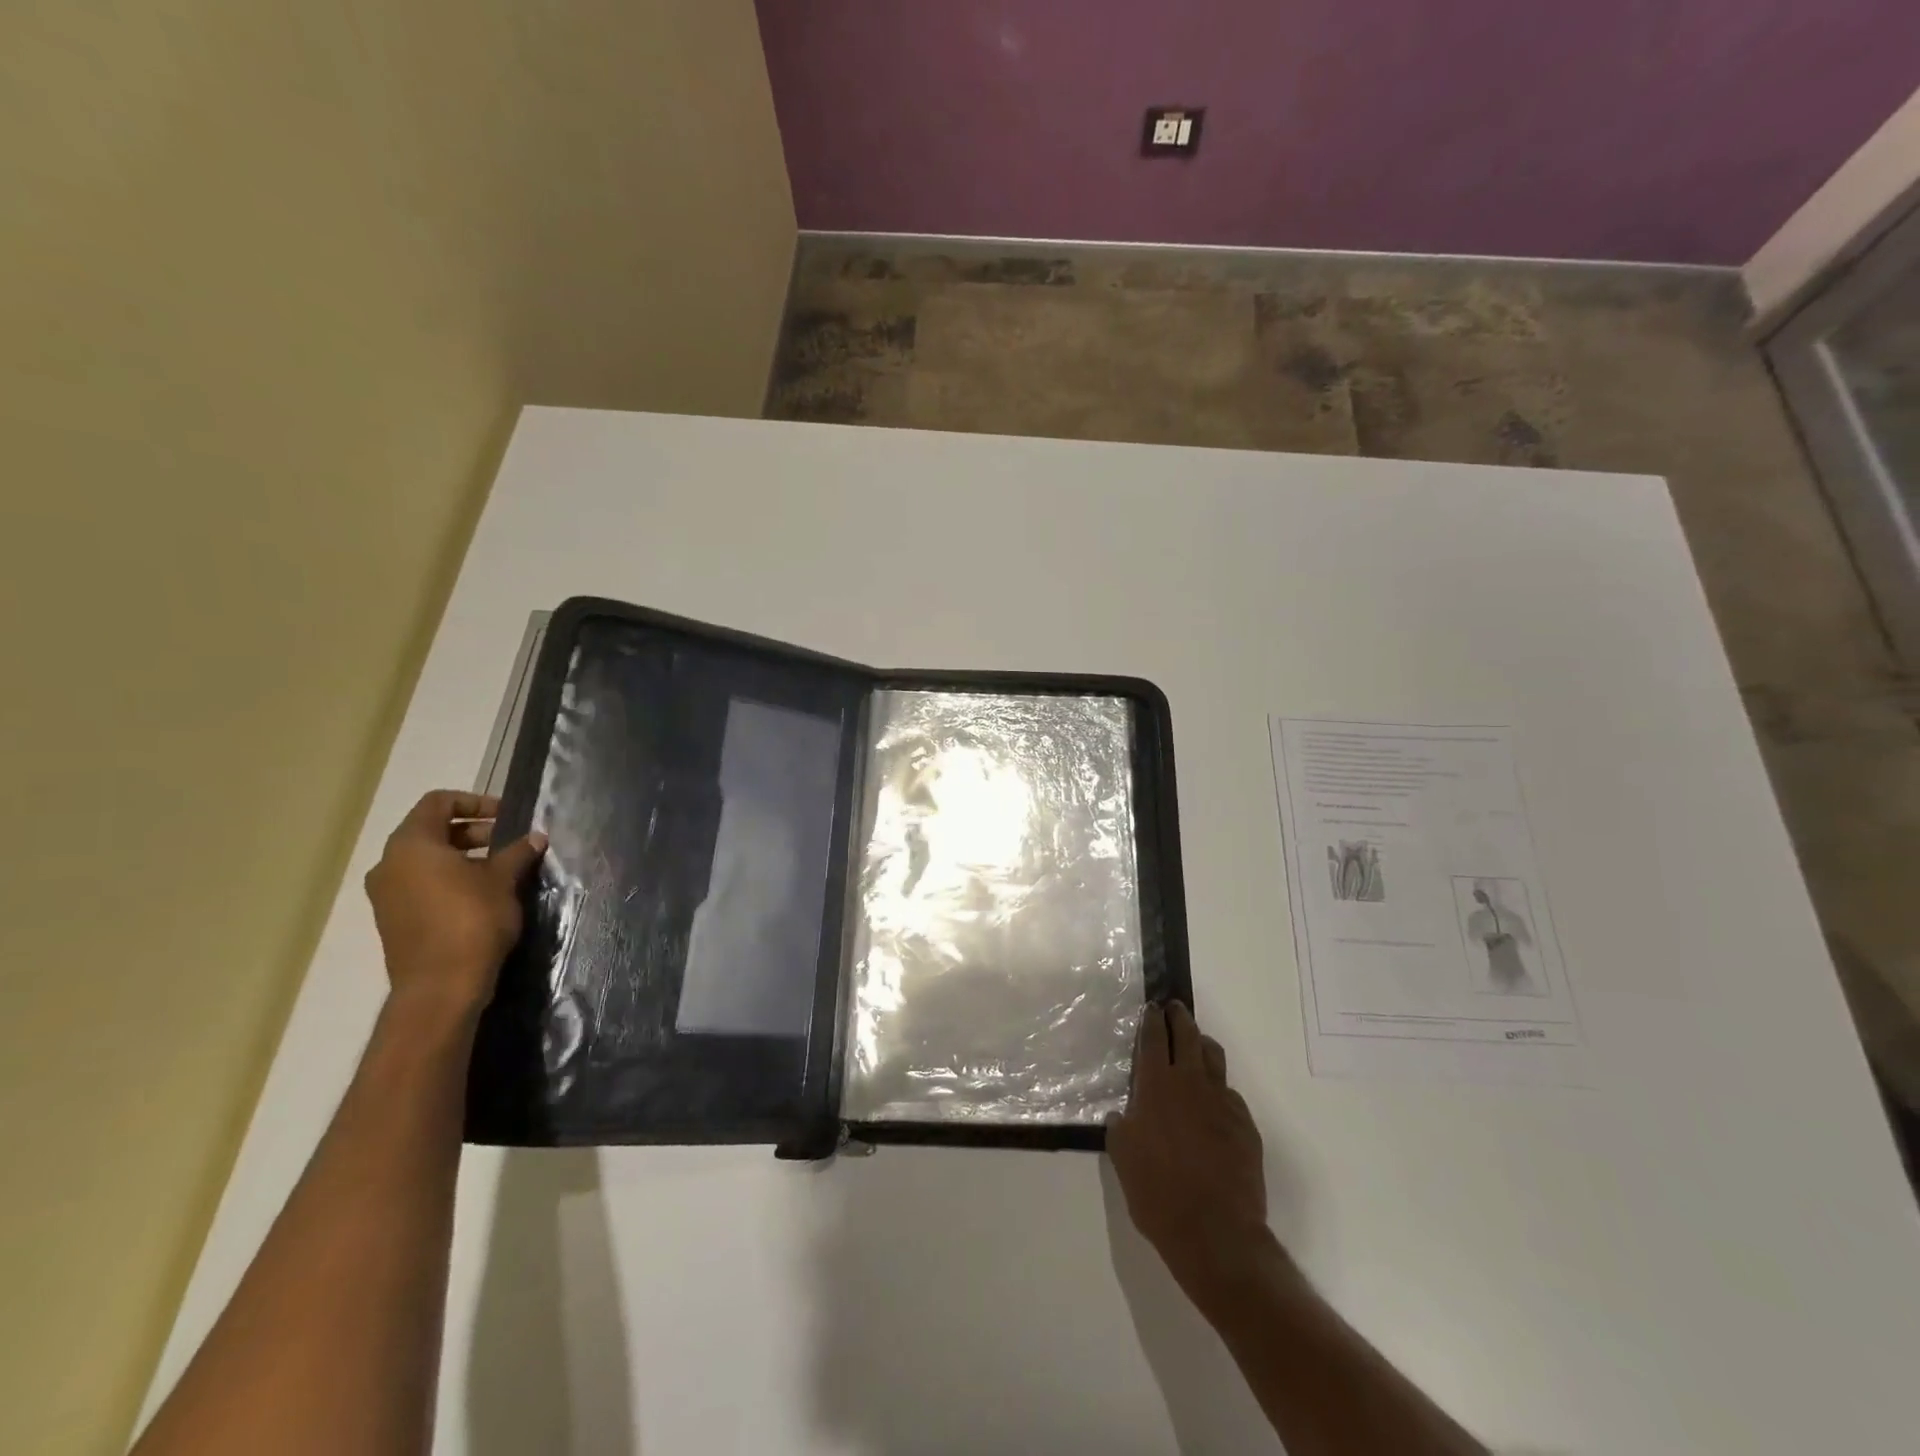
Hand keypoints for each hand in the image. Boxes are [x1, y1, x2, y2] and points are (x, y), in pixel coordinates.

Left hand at [364, 790, 545, 1020]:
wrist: (441, 986)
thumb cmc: (471, 920)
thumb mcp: (503, 880)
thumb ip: (517, 853)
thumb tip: (536, 838)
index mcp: (412, 845)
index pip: (438, 803)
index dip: (475, 801)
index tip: (507, 816)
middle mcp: (390, 864)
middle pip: (431, 830)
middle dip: (473, 831)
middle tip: (509, 842)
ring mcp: (387, 894)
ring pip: (426, 860)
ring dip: (463, 857)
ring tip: (500, 870)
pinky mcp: (393, 919)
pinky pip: (421, 885)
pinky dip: (449, 880)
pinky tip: (481, 895)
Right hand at [1107, 1001, 1278, 1302]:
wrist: (1215, 1231)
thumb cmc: (1157, 1193)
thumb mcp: (1122, 1157)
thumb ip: (1121, 1127)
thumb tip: (1123, 1114)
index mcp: (1156, 1086)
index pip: (1153, 1039)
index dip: (1151, 1020)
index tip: (1152, 1008)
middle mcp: (1190, 1083)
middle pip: (1187, 1036)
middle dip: (1179, 1018)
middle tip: (1174, 1009)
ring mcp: (1222, 1102)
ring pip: (1213, 1058)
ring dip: (1202, 1045)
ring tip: (1196, 1044)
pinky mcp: (1245, 1125)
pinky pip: (1229, 1094)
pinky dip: (1218, 1089)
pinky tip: (1213, 1104)